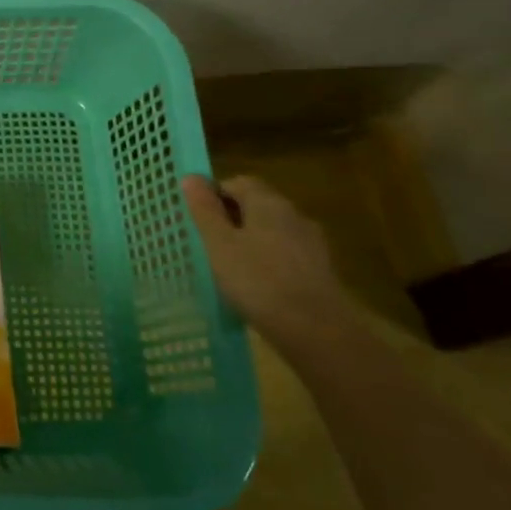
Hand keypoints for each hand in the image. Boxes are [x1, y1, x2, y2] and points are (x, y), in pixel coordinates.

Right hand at [181, 174, 345, 349]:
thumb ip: (204, 209)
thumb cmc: (258, 281)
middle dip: (231, 218)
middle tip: (207, 241)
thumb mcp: (219, 244)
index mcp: (268, 203)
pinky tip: (256, 286)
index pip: (237, 182)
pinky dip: (268, 261)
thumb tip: (190, 176)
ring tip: (228, 266)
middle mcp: (294, 215)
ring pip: (272, 231)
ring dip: (250, 240)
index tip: (196, 217)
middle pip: (257, 205)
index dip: (214, 194)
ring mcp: (311, 243)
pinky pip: (285, 254)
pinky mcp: (320, 271)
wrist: (318, 332)